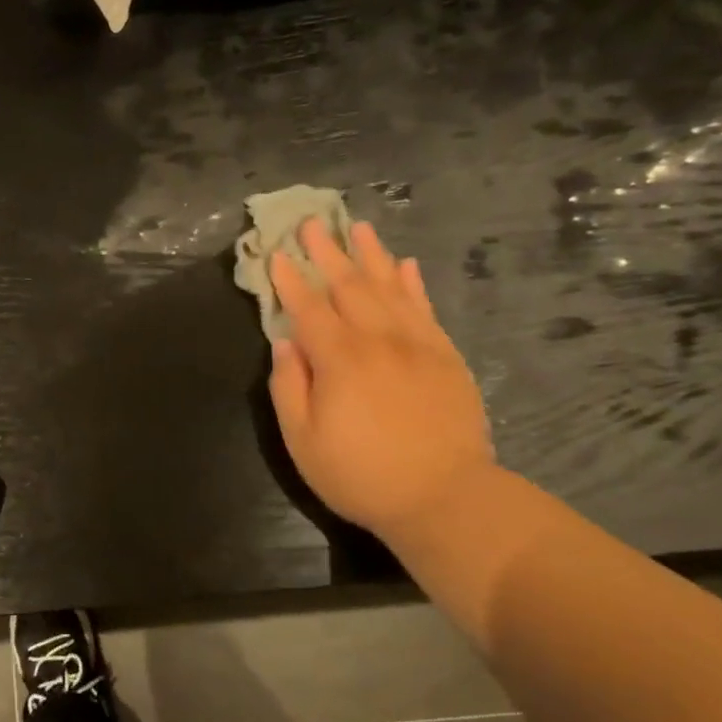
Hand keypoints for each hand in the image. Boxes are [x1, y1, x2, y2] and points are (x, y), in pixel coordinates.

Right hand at [267, 218, 494, 538]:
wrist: (445, 498)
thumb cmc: (361, 474)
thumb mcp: (303, 440)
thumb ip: (289, 386)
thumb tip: (286, 343)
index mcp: (339, 359)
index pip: (308, 308)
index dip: (289, 280)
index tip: (275, 254)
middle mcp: (378, 340)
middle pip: (348, 285)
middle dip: (326, 252)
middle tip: (311, 223)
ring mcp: (417, 344)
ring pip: (390, 286)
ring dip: (370, 255)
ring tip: (356, 227)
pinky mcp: (445, 356)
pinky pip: (426, 308)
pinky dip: (412, 283)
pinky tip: (405, 265)